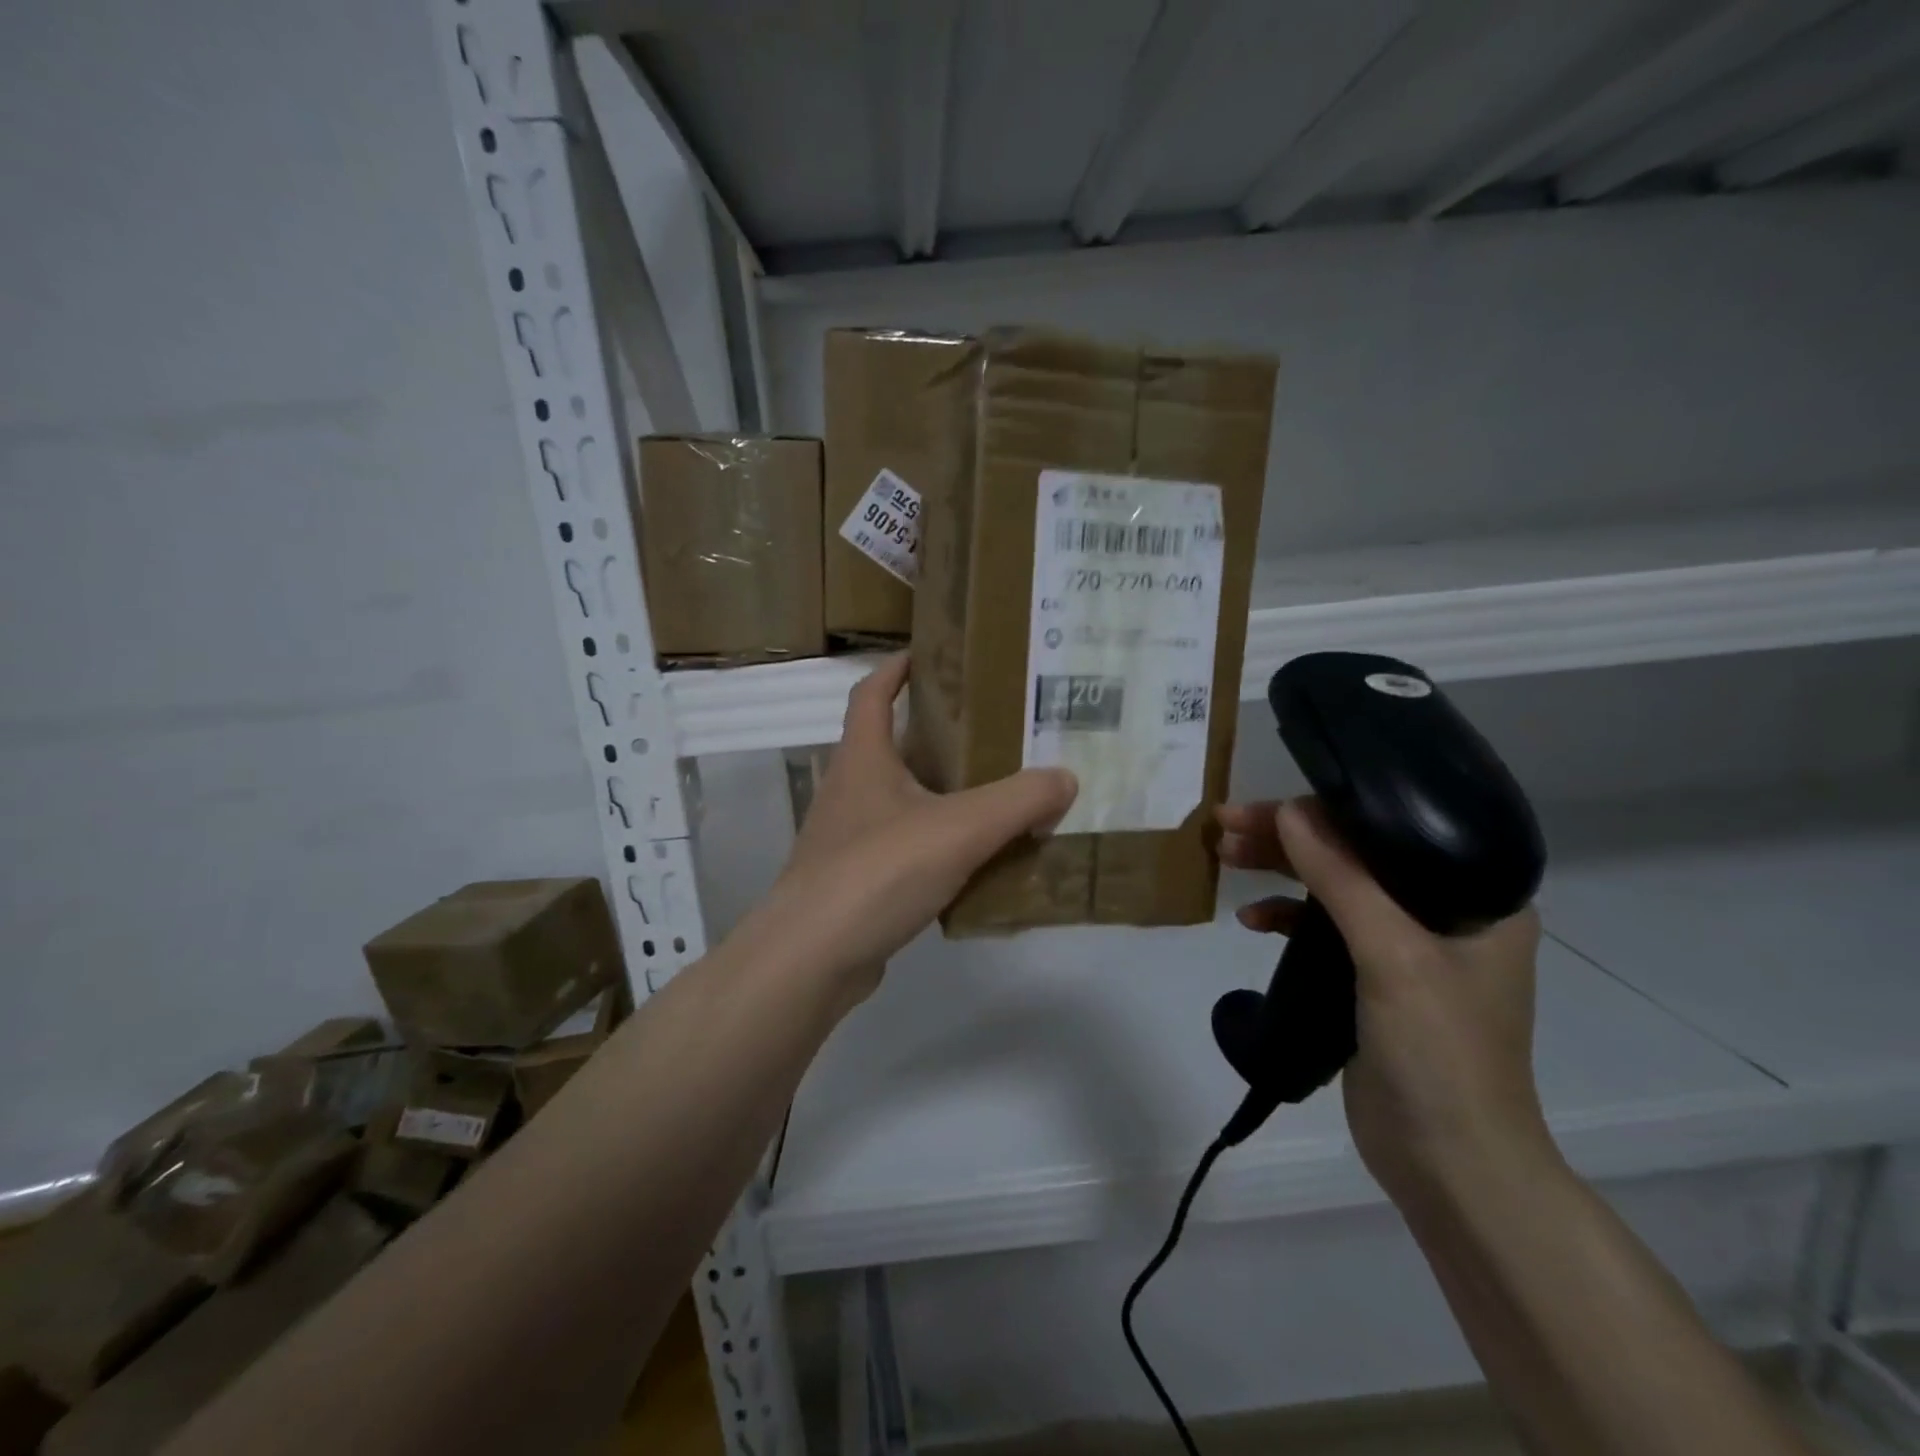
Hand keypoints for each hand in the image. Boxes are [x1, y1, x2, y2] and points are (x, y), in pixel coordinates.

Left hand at [754, 654, 1076, 997]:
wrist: (811, 959)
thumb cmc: (877, 872)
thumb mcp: (959, 828)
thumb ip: (1018, 801)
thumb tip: (1065, 778)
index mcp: (863, 758)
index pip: (871, 693)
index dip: (896, 668)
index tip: (930, 654)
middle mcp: (849, 790)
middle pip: (891, 746)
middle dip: (936, 736)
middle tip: (991, 733)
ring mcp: (847, 840)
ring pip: (901, 802)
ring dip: (941, 796)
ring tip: (995, 797)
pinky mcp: (855, 883)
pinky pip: (904, 850)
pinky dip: (936, 847)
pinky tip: (975, 864)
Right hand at [1218, 798, 1555, 1201]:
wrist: (1451, 1166)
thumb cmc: (1440, 1053)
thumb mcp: (1391, 955)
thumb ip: (1341, 878)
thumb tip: (1289, 810)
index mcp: (1479, 895)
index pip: (1394, 827)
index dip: (1326, 809)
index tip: (1265, 808)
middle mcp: (1448, 912)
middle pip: (1357, 854)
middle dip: (1289, 839)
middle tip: (1226, 826)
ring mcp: (1410, 948)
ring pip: (1335, 888)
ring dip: (1281, 872)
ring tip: (1225, 857)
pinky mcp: (1375, 979)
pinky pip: (1325, 929)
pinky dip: (1289, 918)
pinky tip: (1254, 920)